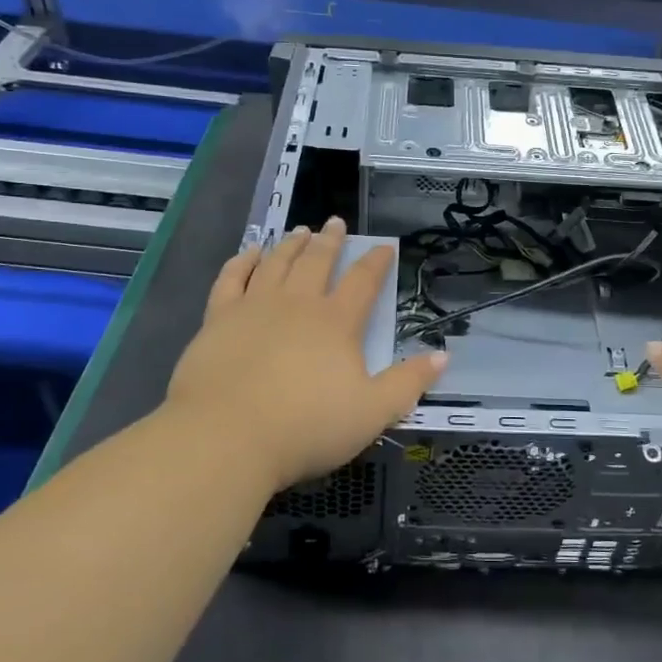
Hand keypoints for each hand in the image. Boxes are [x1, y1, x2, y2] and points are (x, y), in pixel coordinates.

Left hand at [163, 217, 446, 492]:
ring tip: (300, 231)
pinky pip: (232, 278)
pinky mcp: (218, 319)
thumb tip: (443, 356)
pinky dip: (243, 261)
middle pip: (317, 262)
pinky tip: (250, 252)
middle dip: (330, 241)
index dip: (376, 262)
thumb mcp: (372, 413)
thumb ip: (408, 383)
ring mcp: (254, 307)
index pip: (363, 282)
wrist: (226, 437)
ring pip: (277, 263)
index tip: (384, 247)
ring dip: (291, 244)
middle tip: (335, 223)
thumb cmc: (306, 427)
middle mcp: (297, 304)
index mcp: (337, 323)